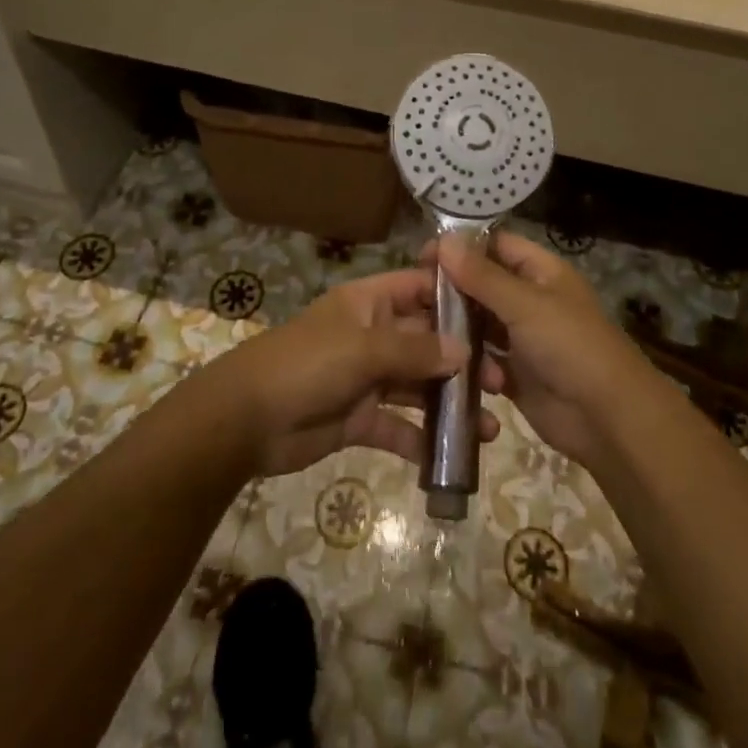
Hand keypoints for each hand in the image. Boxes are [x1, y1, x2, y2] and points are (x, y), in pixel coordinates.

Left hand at [214, 269, 501, 476]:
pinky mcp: (359, 419)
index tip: (496, 314)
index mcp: (369, 304)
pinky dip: (422, 440)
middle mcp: (372, 336)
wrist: (245, 420)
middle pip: (426, 341)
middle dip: (462, 360)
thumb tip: (464, 352)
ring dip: (451, 404)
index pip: (419, 289)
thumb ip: (415, 350)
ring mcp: (366, 378)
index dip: (454, 298)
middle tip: (501, 382)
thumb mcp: (362, 349)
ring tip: (490, 425)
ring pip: (418, 386)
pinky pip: (399, 427)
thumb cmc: (306, 365)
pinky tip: (451, 458)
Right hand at [431, 233, 647, 467]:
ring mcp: (524, 338)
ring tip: (426, 334)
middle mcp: (532, 300)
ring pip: (481, 323)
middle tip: (416, 299)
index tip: (424, 257)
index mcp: (542, 272)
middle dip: (454, 290)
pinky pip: (484, 359)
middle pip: (484, 284)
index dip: (462, 247)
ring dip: (458, 328)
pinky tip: (448, 366)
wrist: (608, 419)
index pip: (497, 246)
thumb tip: (443, 240)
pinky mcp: (517, 374)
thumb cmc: (570, 346)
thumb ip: (482, 276)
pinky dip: (469, 361)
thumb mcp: (525, 304)